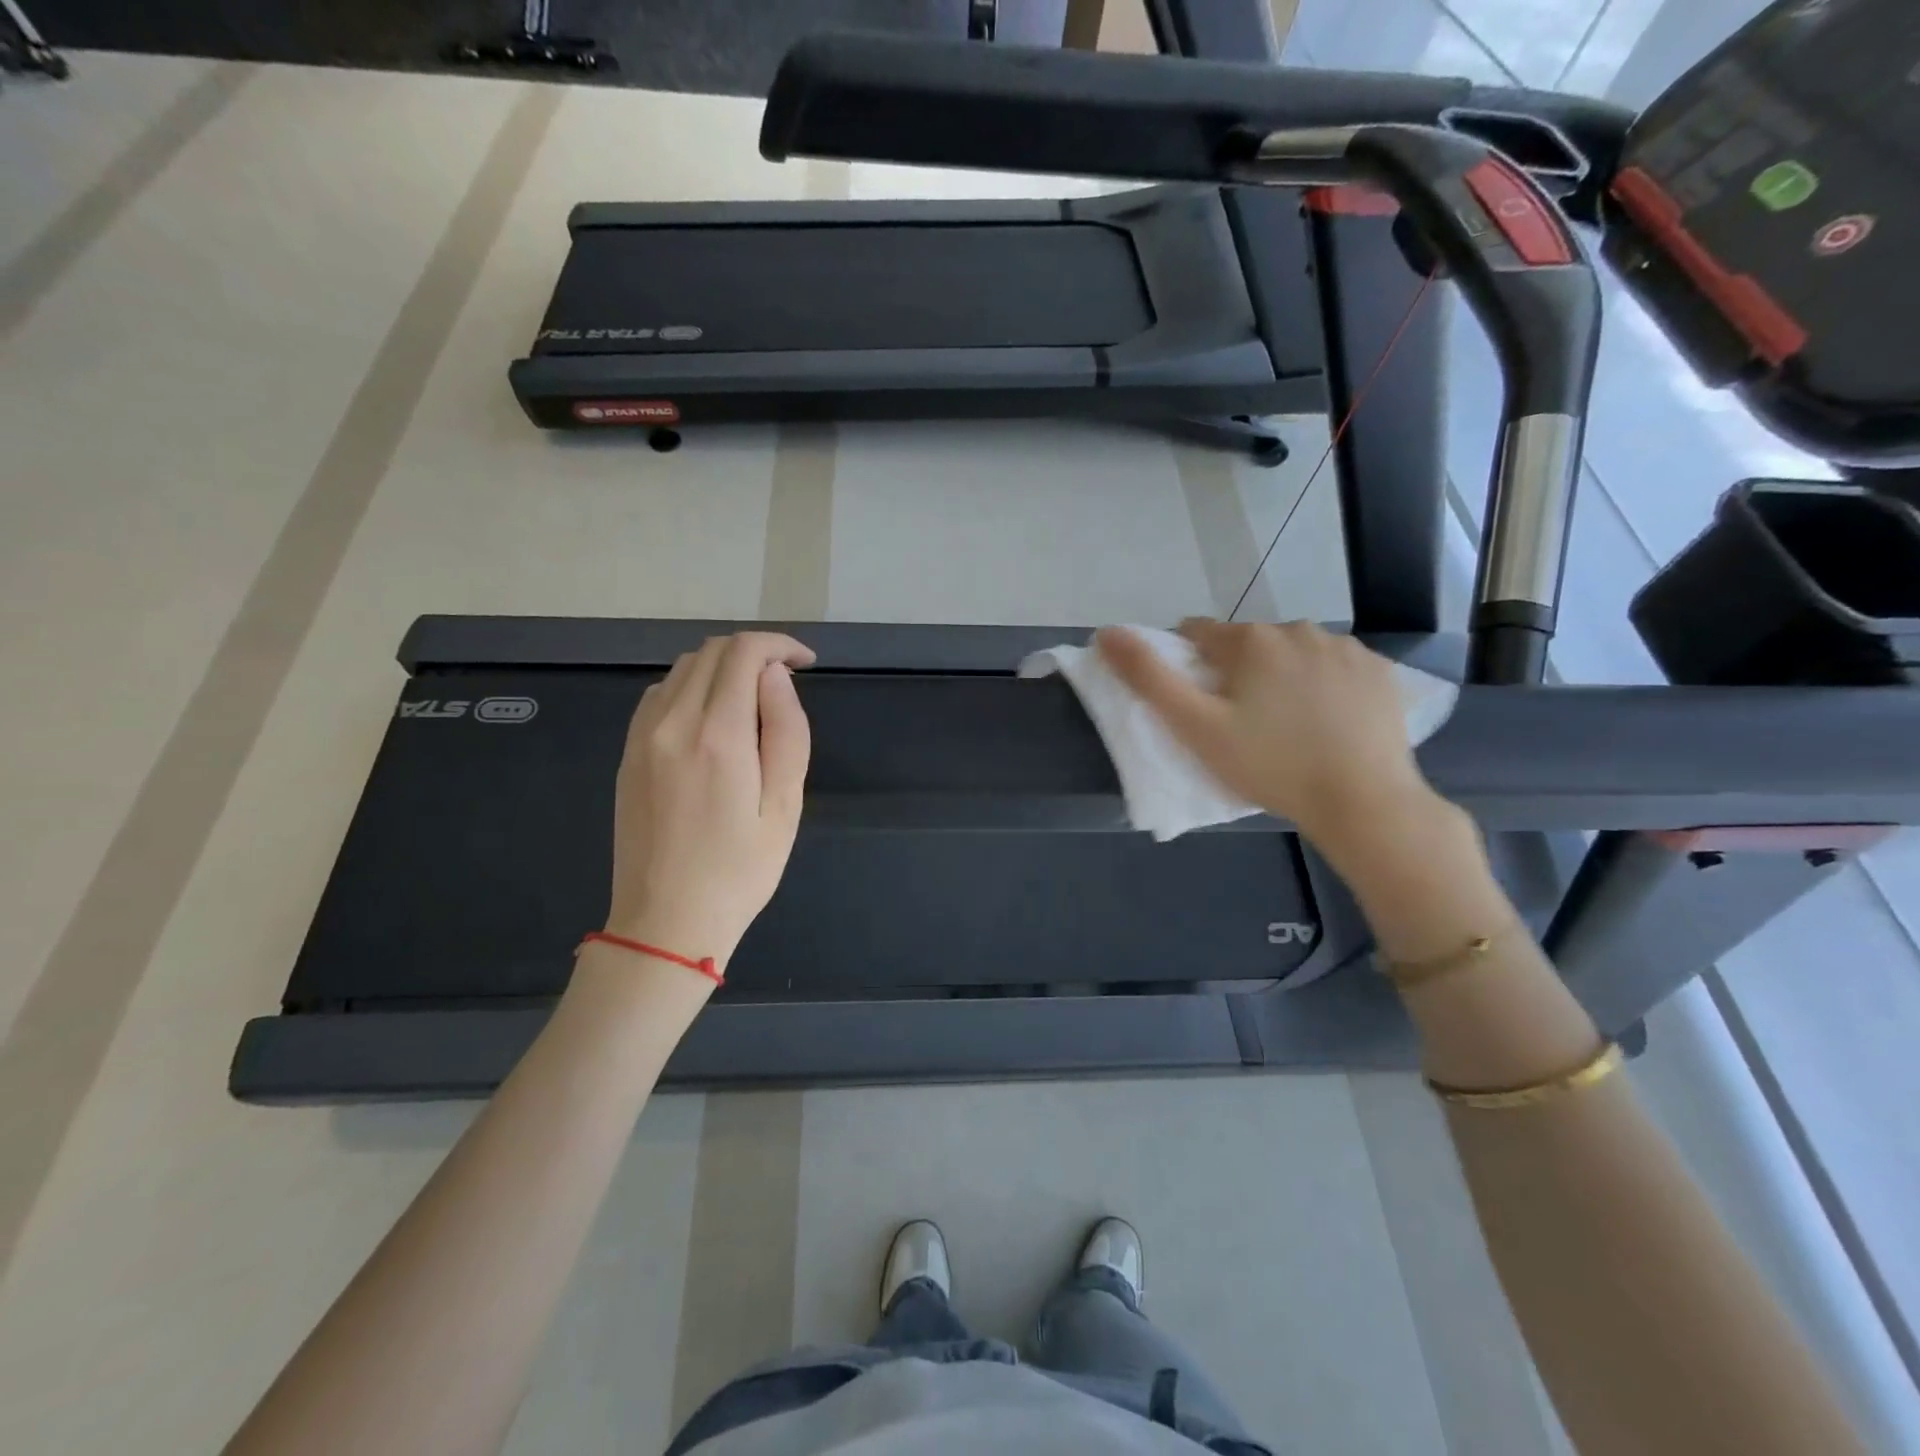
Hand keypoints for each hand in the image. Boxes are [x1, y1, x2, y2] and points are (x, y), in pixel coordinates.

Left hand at [605, 632, 815, 969]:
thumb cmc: (740, 871)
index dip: (780, 645)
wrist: (666, 922)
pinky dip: (692, 688)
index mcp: (718, 735)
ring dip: (723, 668)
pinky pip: (660, 695)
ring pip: (683, 668)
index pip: (744, 652)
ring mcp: (642, 736)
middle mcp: (672, 722)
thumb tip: (775, 676)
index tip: (806, 664)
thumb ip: (786, 731)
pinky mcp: (628, 753)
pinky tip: (713, 720)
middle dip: (755, 653)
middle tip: (786, 684)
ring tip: (753, 702)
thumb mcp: (784, 806)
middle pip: (712, 651)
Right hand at [1097, 619, 1449, 863]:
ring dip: (1281, 674)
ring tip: (1285, 725)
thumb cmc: (1268, 765)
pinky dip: (1323, 684)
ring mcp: (1344, 647)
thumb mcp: (1195, 727)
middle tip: (1240, 723)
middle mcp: (1297, 629)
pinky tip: (1326, 721)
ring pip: (1292, 652)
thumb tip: (1106, 632)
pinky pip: (1334, 667)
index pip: (1197, 633)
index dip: (1187, 664)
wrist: (1361, 801)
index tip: (1196, 703)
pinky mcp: (1379, 670)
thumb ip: (1148, 677)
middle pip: (1247, 643)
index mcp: (1249, 640)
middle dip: (1236, 671)